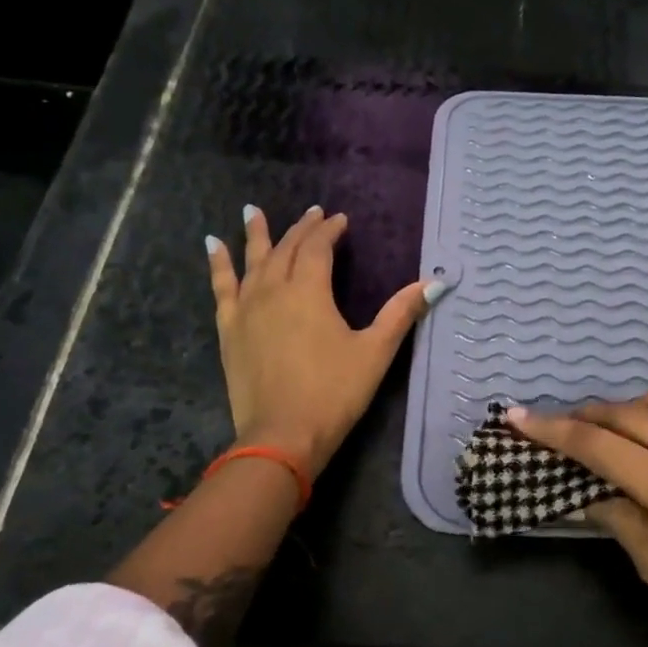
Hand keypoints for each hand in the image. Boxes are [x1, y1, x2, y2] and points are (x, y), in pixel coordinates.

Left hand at [209, 203, 435, 476]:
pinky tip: (212, 246)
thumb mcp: (375, 352)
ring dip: (256, 234)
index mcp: (309, 291)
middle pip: (286, 249)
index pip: (318, 247)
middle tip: (312, 212)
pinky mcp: (229, 329)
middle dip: (301, 228)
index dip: (330, 230)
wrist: (282, 435)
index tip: (340, 220)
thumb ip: (401, 313)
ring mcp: (246, 309)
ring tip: (252, 211)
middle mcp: (274, 290)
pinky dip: (218, 264)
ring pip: (251, 261)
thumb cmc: (334, 392)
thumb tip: (435, 283)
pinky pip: (221, 286)